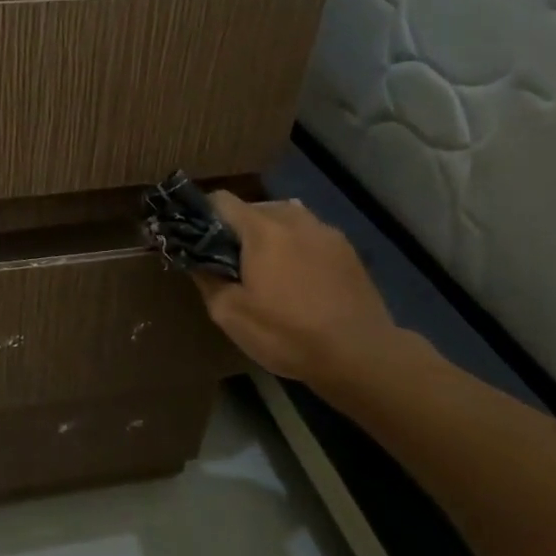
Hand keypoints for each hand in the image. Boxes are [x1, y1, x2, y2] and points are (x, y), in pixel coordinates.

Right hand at [193, 192, 400, 395]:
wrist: (359, 355)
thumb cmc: (286, 333)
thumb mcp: (230, 314)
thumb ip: (207, 279)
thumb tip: (196, 260)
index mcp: (262, 230)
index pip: (222, 200)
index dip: (202, 215)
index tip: (196, 239)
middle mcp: (295, 220)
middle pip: (255, 207)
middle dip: (237, 228)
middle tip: (230, 261)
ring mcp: (327, 232)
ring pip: (286, 219)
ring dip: (269, 235)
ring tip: (266, 268)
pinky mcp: (348, 250)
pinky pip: (311, 236)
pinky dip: (296, 246)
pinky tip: (297, 279)